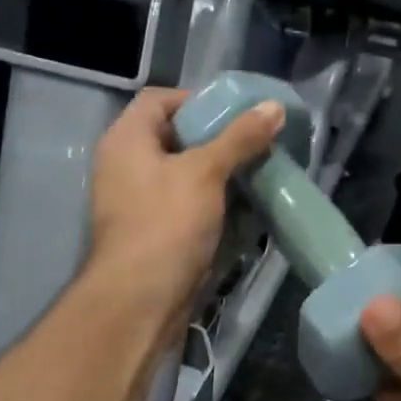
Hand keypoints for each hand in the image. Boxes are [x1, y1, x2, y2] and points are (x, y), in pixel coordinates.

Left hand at [88, 88, 283, 339]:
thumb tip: (274, 107)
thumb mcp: (206, 173)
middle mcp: (126, 166)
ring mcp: (138, 203)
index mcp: (126, 140)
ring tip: (257, 174)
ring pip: (184, 176)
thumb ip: (240, 138)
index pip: (160, 100)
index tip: (238, 115)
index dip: (198, 100)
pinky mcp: (154, 234)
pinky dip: (213, 204)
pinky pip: (186, 207)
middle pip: (174, 138)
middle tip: (255, 144)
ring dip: (219, 175)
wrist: (140, 300)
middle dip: (216, 140)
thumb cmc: (166, 224)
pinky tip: (243, 210)